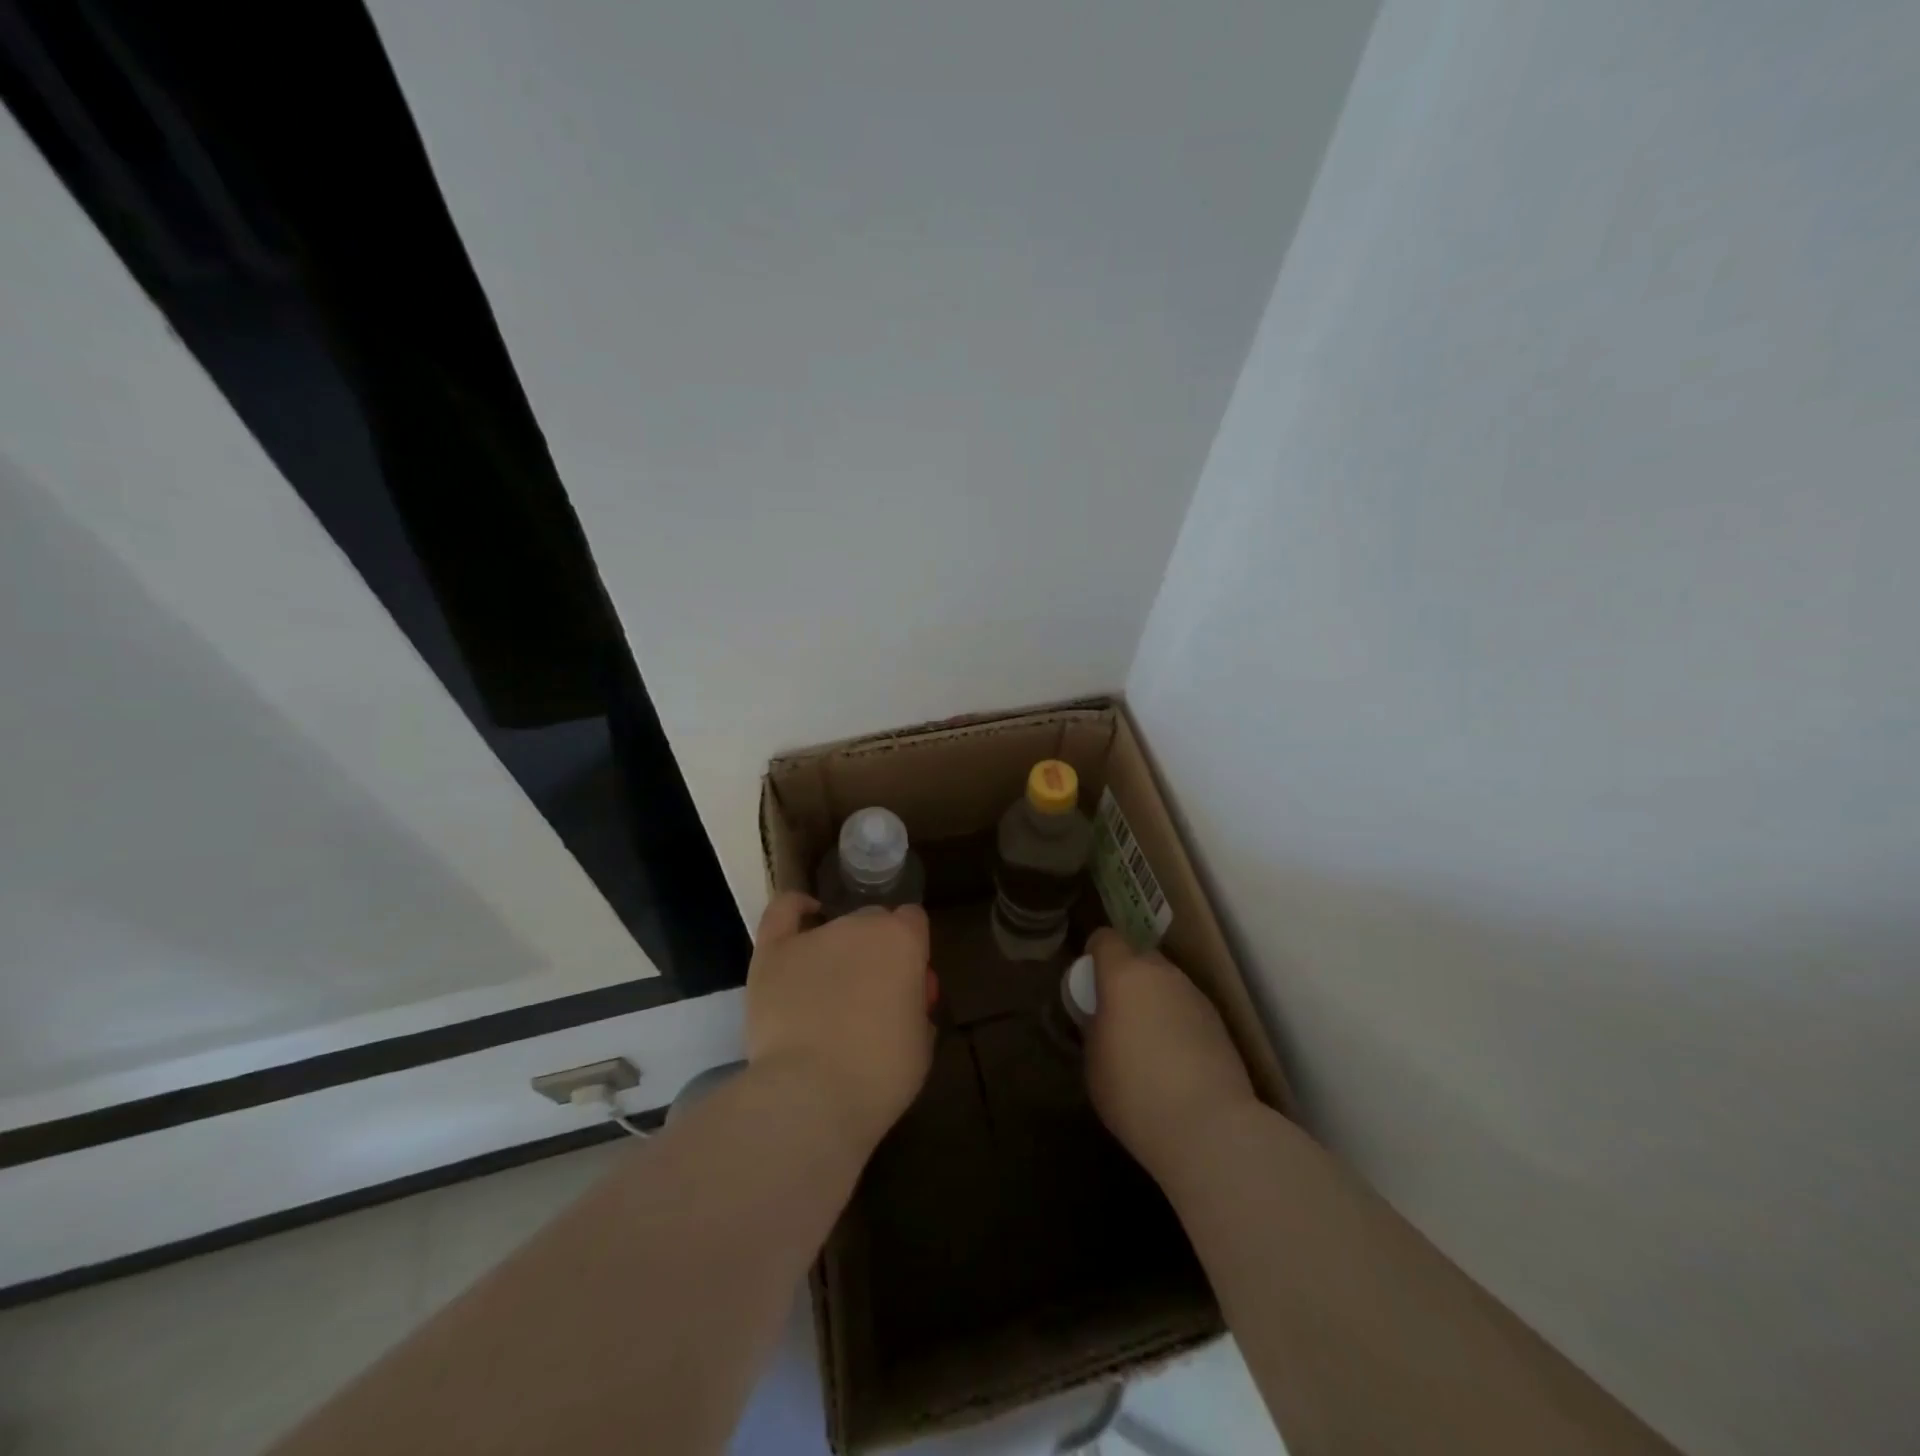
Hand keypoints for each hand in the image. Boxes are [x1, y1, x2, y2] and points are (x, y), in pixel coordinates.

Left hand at [745, 892, 934, 1151]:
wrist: (810, 1094)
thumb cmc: (879, 1074)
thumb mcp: (921, 1042)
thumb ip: (915, 1007)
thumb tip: (902, 1002)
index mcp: (903, 941)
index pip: (913, 921)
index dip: (912, 950)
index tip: (908, 982)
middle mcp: (861, 925)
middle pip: (874, 922)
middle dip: (876, 951)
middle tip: (870, 995)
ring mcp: (815, 935)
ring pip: (834, 927)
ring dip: (839, 951)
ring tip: (829, 993)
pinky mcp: (773, 952)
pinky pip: (784, 912)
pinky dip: (796, 908)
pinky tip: (804, 913)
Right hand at [1083, 927, 1259, 1181]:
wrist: (1209, 1127)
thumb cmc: (1135, 1091)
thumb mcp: (1094, 1061)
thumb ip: (1096, 1027)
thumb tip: (1104, 1018)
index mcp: (1125, 975)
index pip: (1106, 939)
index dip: (1094, 955)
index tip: (1089, 984)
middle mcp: (1163, 974)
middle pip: (1139, 957)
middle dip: (1126, 978)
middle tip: (1117, 1015)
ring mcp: (1195, 996)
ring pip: (1166, 984)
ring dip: (1153, 1000)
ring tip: (1147, 1043)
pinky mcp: (1219, 1023)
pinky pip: (1186, 1009)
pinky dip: (1176, 1022)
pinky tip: (1174, 1061)